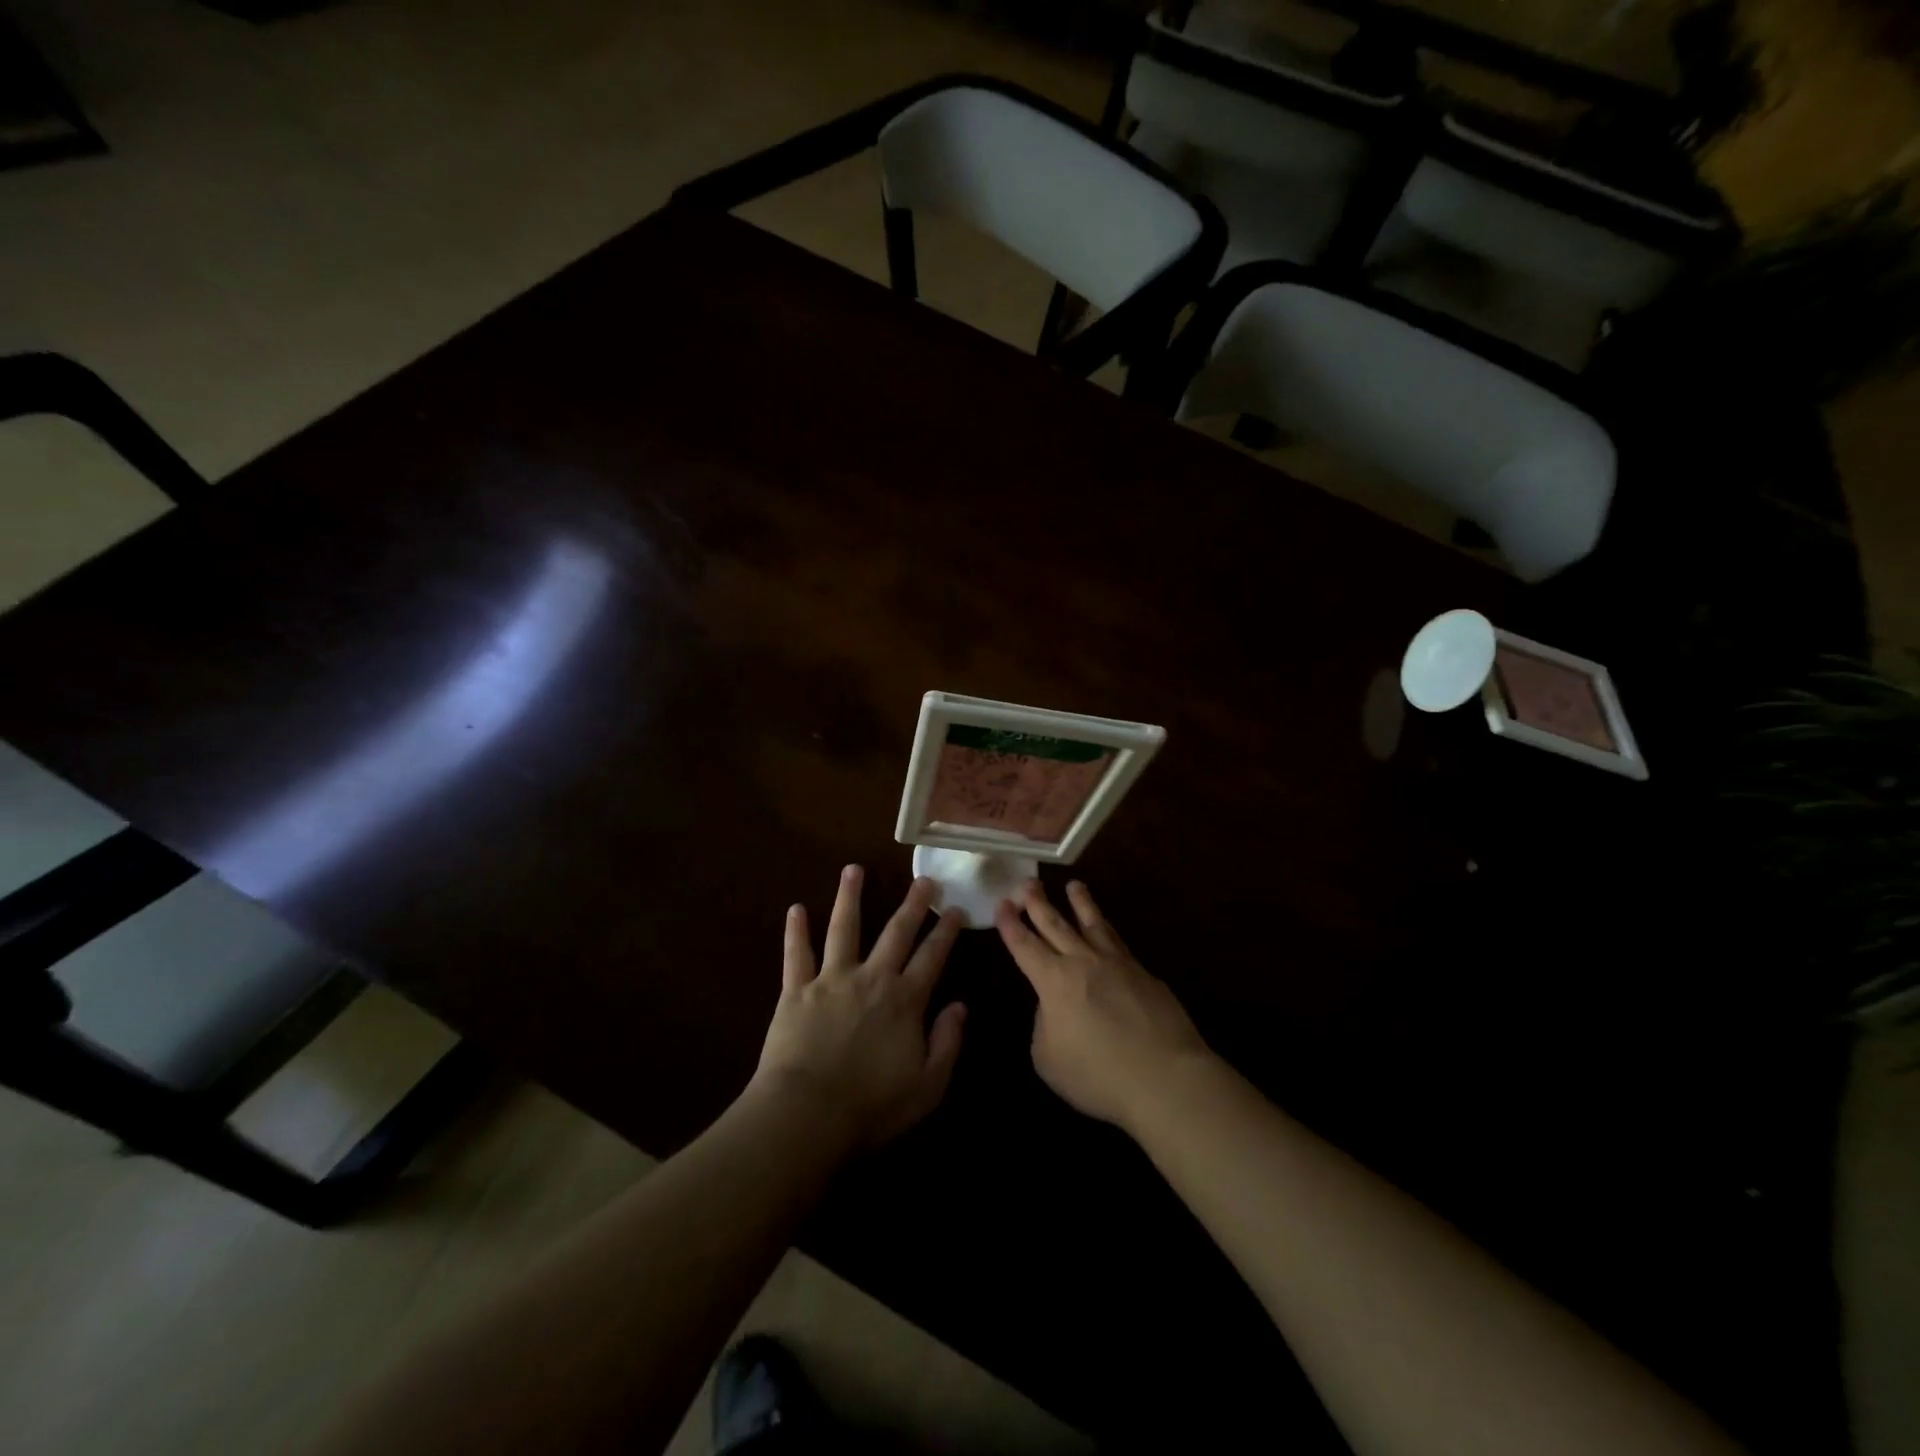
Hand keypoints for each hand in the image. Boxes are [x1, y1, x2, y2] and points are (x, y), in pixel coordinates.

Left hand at [750, 865, 967, 1150]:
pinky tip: (796, 908)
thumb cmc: (872, 1106)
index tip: (956, 909)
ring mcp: (832, 979)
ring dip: (850, 897)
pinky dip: (796, 931)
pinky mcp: (797, 990)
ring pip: (844, 928)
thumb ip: (947, 1042)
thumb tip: (960, 1005)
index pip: (932, 957)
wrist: (808, 1114)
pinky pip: (796, 954)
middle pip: (896, 932)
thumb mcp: (927, 1085)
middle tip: (923, 879)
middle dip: (913, 904)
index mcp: (905, 1000)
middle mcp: (872, 978)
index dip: (947, 932)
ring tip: (853, 869)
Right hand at [997, 879, 1210, 1133]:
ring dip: (1081, 903)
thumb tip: (1053, 1006)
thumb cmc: (1098, 1075)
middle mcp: (1083, 962)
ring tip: (1074, 885)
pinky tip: (1108, 929)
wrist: (1165, 1077)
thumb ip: (1044, 1025)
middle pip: (1056, 925)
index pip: (1025, 945)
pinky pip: (1119, 943)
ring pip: (1094, 924)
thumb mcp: (1049, 1059)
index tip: (1002, 903)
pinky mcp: (1145, 974)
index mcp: (1054, 981)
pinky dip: (1108, 931)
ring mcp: (1118, 964)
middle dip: (1039, 903)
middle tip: (1028, 882)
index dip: (1011, 924)